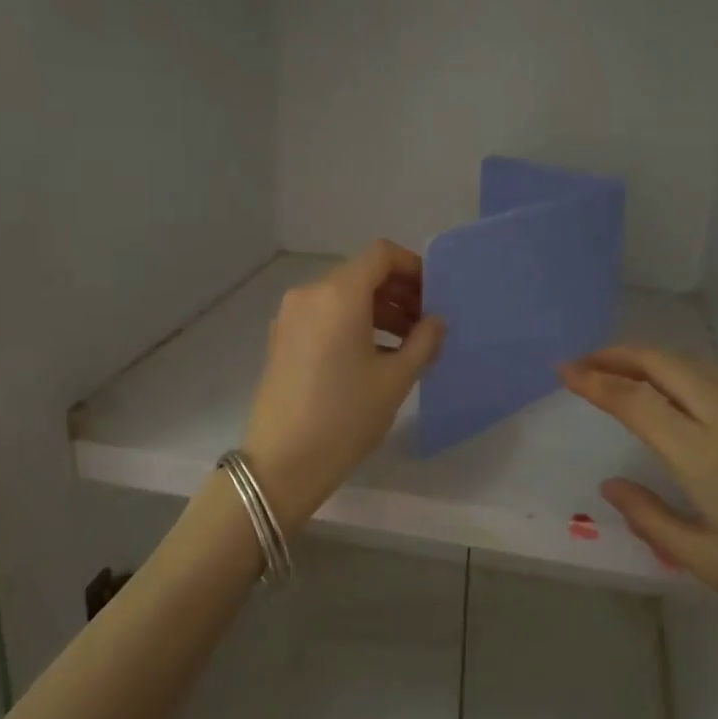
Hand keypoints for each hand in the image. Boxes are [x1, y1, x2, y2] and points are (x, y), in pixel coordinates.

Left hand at [242, 240, 445, 533]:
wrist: (281, 463)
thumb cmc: (345, 416)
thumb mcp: (395, 379)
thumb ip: (423, 341)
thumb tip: (436, 321)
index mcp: (339, 294)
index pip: (381, 255)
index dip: (412, 267)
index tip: (434, 295)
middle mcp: (310, 294)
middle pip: (361, 273)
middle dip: (397, 291)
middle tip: (426, 322)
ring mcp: (291, 316)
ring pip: (342, 295)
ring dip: (377, 309)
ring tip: (407, 343)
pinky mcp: (282, 339)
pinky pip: (324, 315)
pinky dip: (352, 322)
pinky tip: (374, 355)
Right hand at [560, 347, 717, 641]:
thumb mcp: (711, 562)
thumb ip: (652, 518)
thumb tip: (611, 487)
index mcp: (702, 450)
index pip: (633, 399)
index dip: (594, 380)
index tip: (564, 370)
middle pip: (663, 363)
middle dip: (618, 354)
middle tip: (587, 362)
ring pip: (696, 366)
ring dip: (654, 361)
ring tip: (627, 373)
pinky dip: (688, 376)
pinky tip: (687, 400)